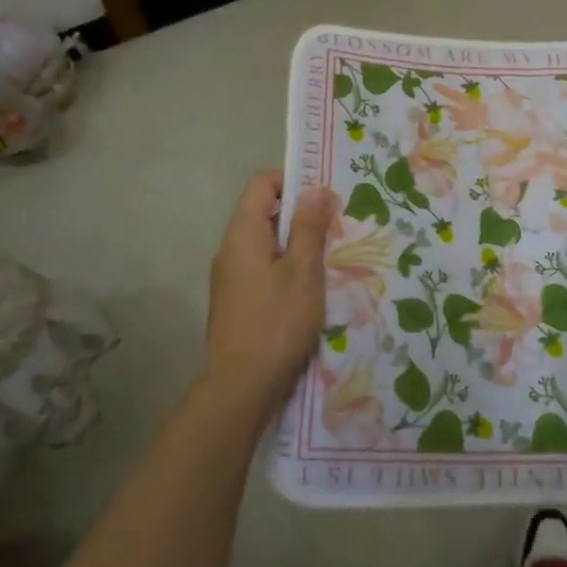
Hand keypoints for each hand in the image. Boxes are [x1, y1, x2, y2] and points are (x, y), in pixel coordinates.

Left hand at [204, 172, 336, 412]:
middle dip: (300, 215)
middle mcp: (230, 248)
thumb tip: (316, 189)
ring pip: (265, 244)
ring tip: (328, 260)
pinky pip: (262, 268)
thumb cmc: (277, 320)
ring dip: (296, 245)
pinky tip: (309, 290)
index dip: (293, 181)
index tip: (325, 198)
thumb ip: (309, 227)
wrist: (241, 385)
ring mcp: (229, 276)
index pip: (262, 184)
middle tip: (336, 229)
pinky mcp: (236, 301)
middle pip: (264, 213)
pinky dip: (285, 268)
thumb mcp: (303, 270)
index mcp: (243, 232)